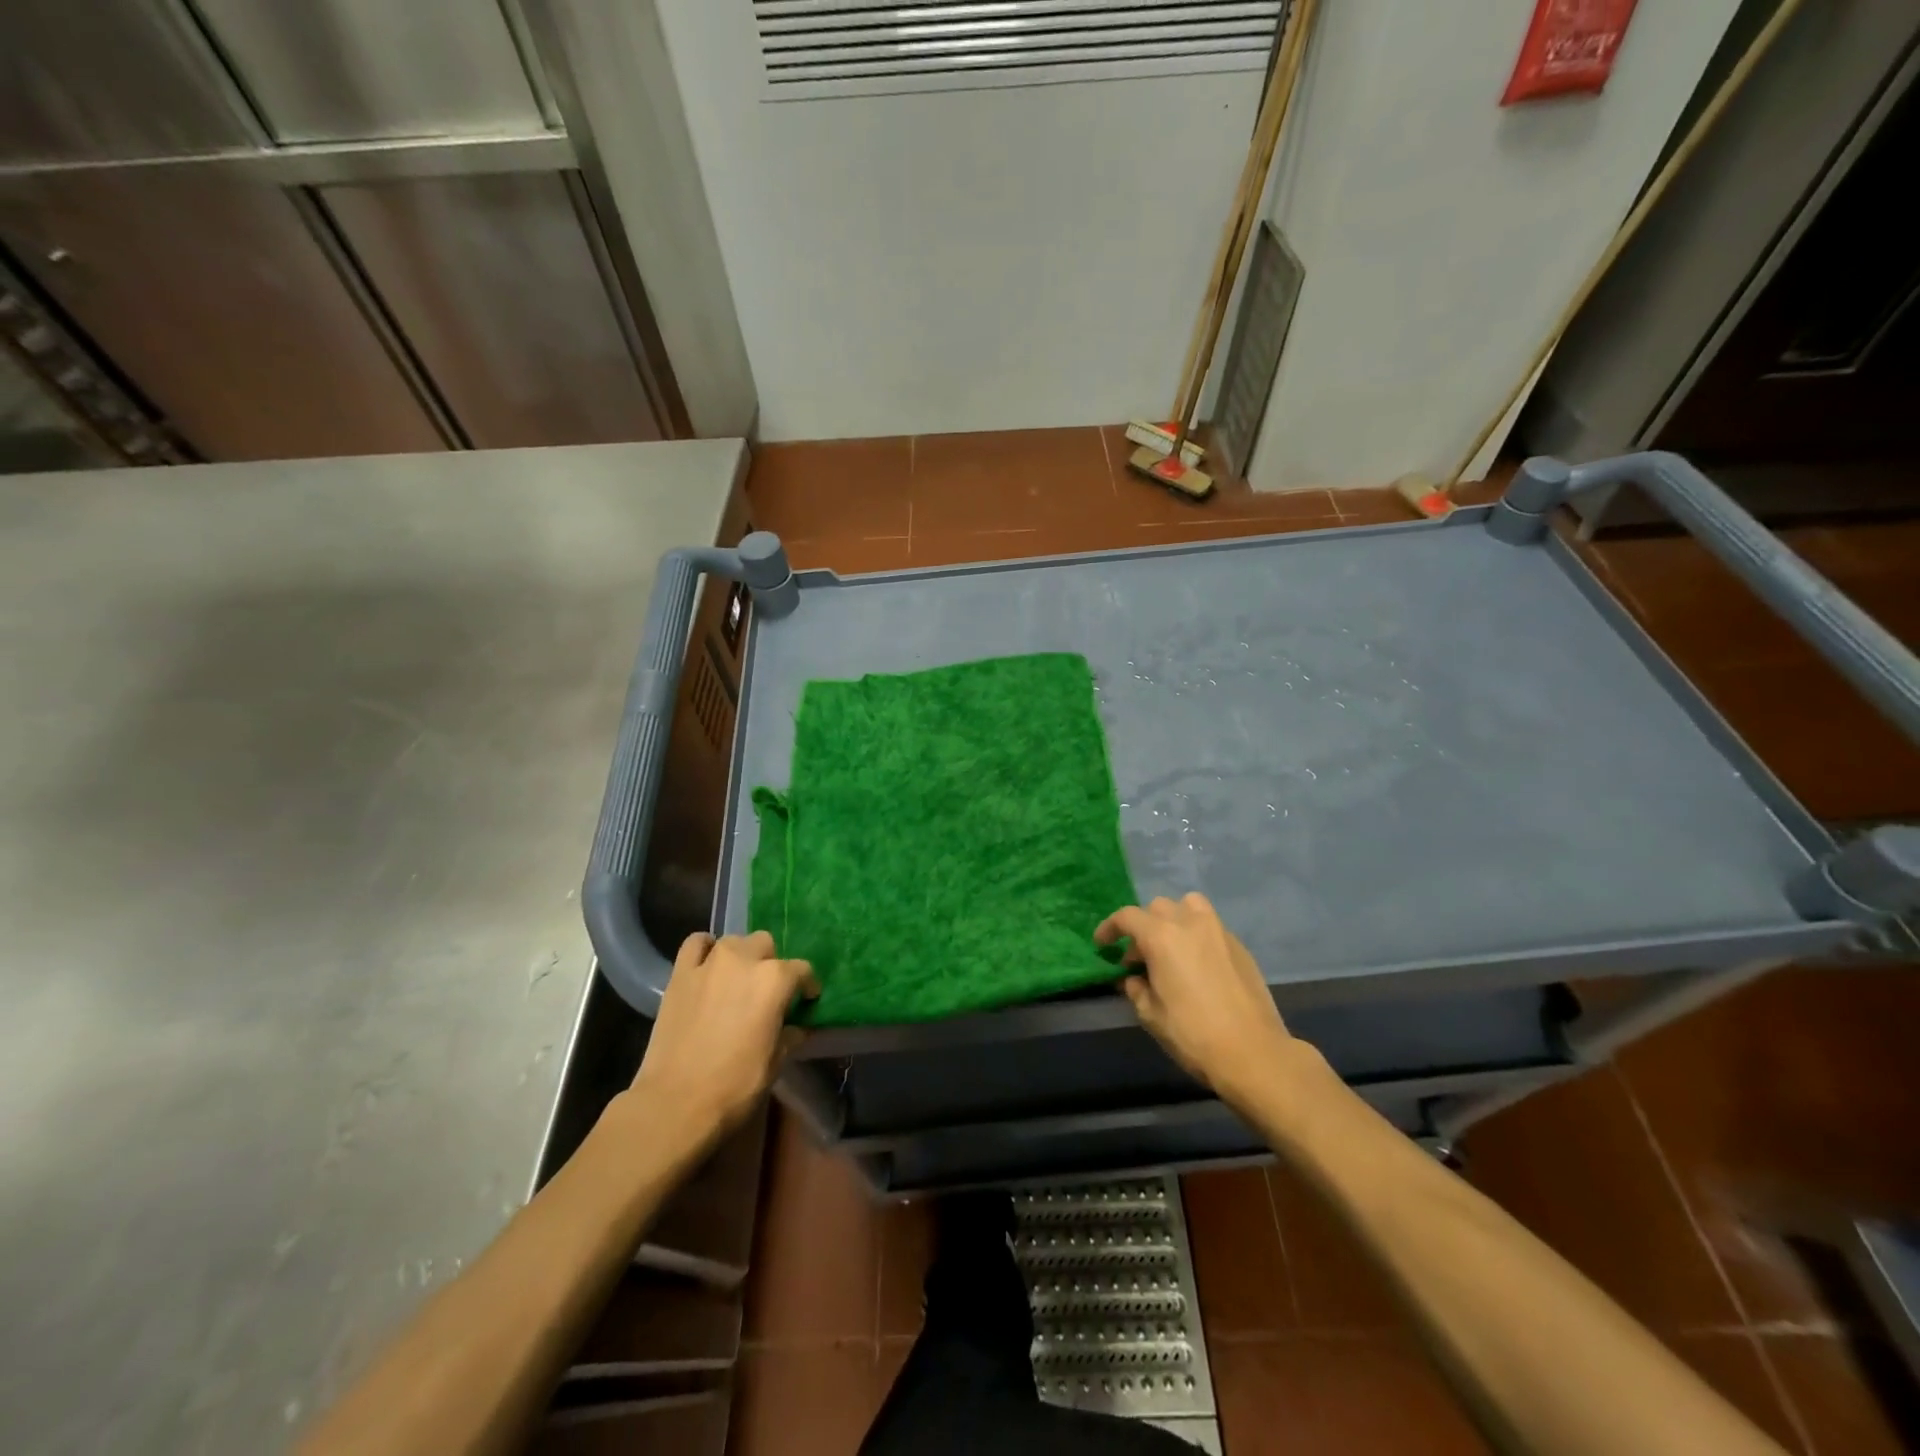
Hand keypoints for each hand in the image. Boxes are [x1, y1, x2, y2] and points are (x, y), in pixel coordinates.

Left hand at [629, 931, 817, 1145]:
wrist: (676, 1103)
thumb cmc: (735, 1085)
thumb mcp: (775, 1063)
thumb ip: (789, 1036)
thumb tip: (796, 1028)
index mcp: (775, 980)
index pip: (802, 970)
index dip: (807, 986)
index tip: (806, 1000)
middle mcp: (745, 960)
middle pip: (766, 945)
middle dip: (771, 964)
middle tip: (767, 992)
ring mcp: (709, 963)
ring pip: (734, 941)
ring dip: (741, 956)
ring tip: (737, 980)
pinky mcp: (680, 974)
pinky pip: (696, 944)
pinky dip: (705, 949)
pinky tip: (708, 966)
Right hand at [1097, 894, 1310, 1110]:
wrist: (1253, 1053)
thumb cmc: (1193, 1034)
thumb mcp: (1151, 1015)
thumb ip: (1136, 989)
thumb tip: (1134, 978)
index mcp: (1161, 937)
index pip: (1127, 917)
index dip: (1110, 928)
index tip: (1102, 944)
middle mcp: (1190, 924)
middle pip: (1158, 907)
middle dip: (1143, 927)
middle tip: (1139, 957)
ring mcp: (1219, 932)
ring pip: (1189, 906)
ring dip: (1174, 919)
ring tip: (1171, 948)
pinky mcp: (1240, 946)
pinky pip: (1211, 927)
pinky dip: (1197, 935)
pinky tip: (1198, 965)